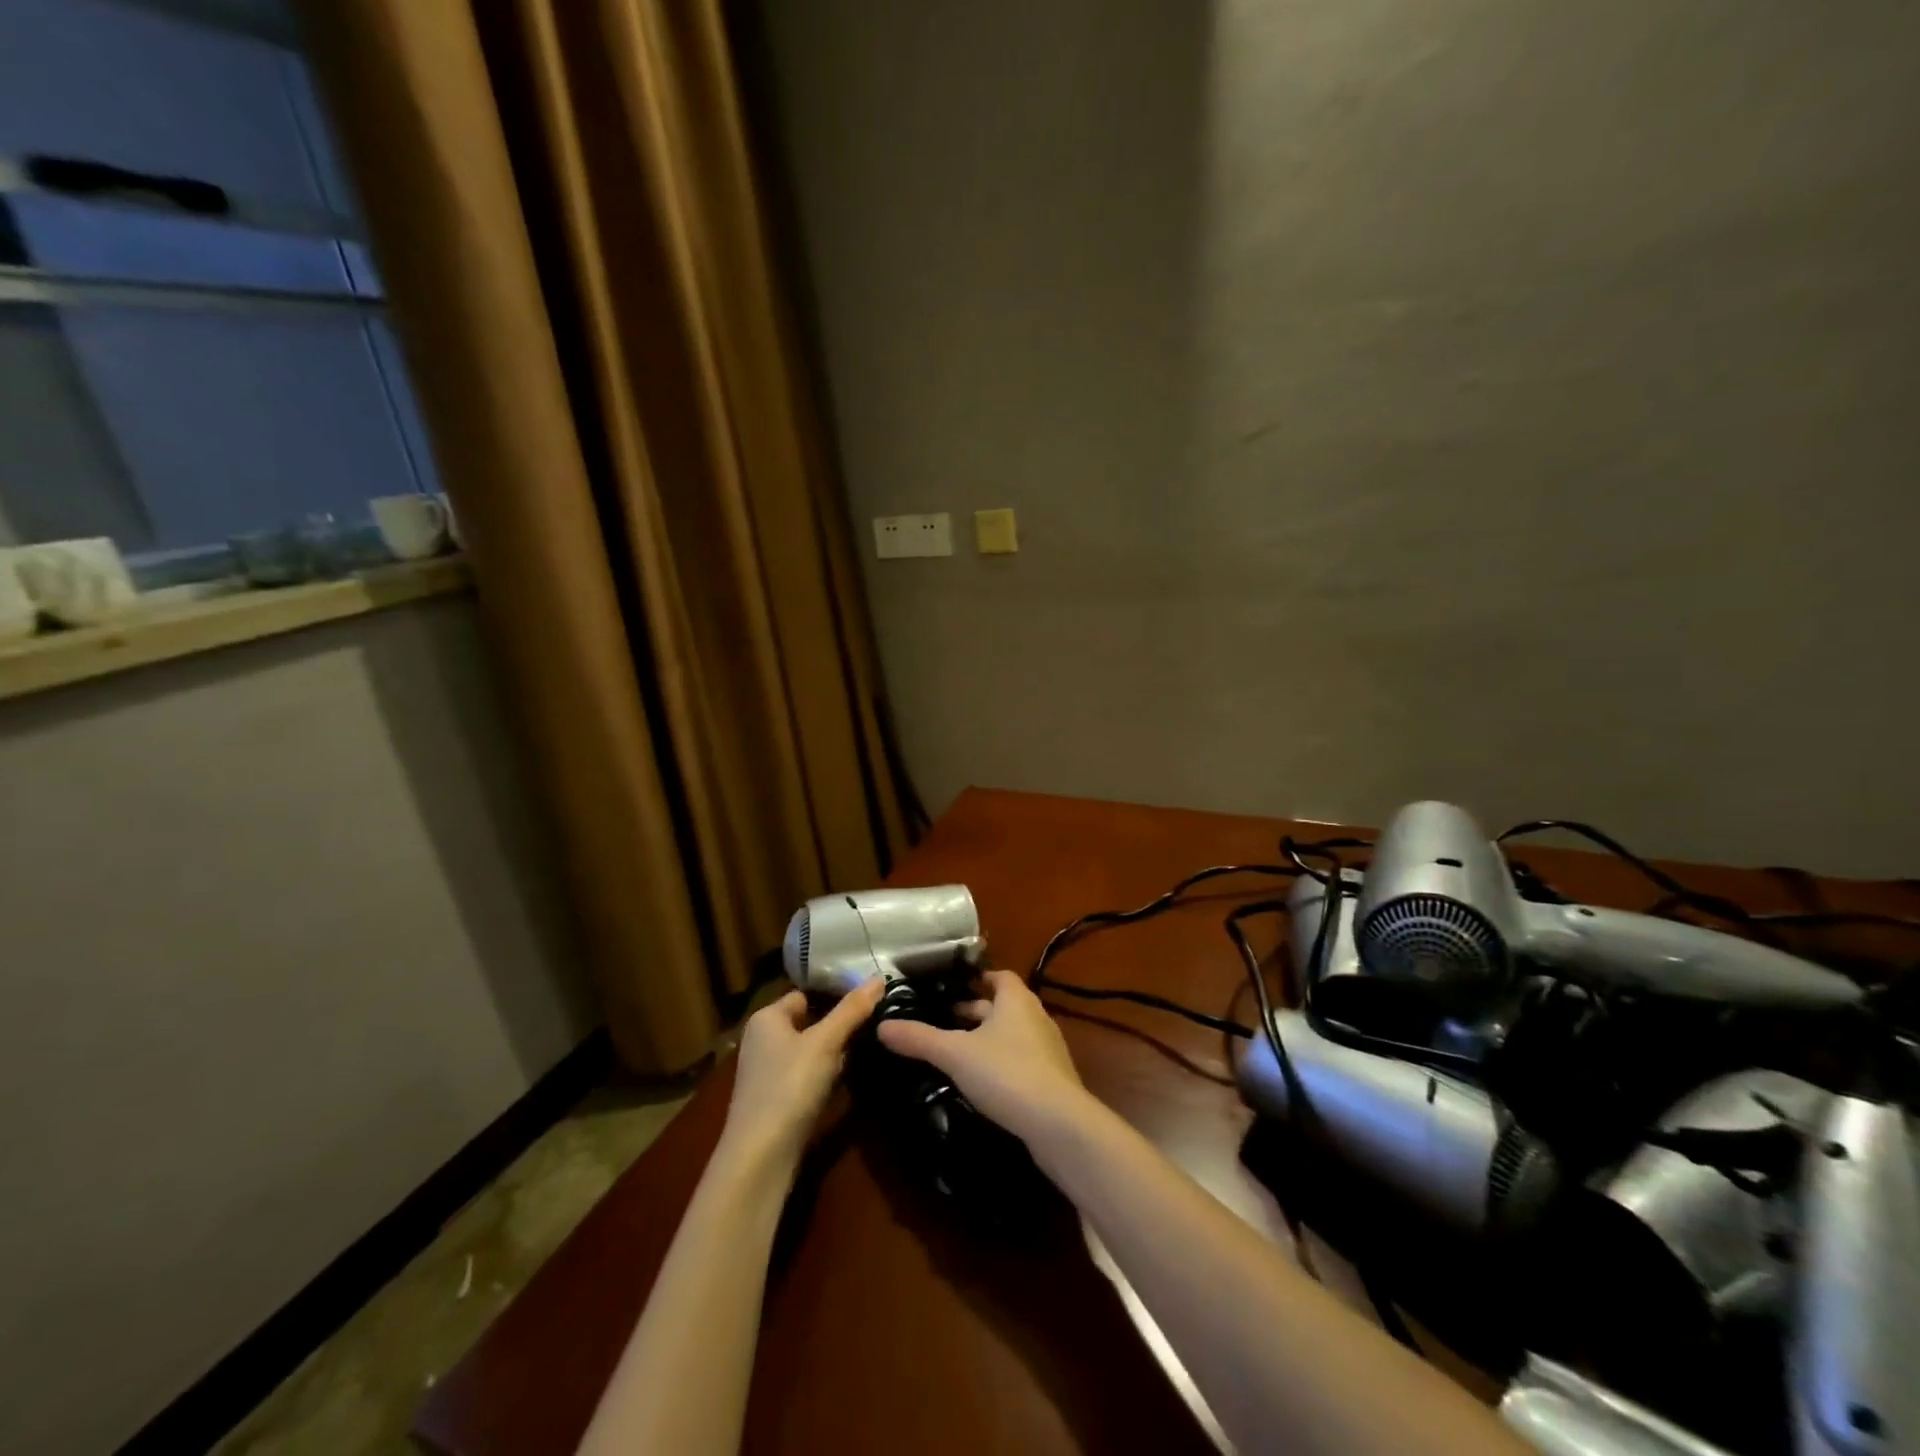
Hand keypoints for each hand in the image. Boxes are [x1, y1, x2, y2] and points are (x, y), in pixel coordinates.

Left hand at [721, 979, 883, 1169]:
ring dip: (833, 1053)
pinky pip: (805, 1077)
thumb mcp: (825, 1043)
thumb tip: (879, 976)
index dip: (834, 994)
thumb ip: (852, 1010)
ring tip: (867, 1049)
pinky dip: (824, 1077)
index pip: (805, 994)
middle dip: (837, 1025)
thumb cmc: (789, 1087)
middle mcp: (762, 1041)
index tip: (868, 998)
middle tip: (874, 1024)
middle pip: (808, 1022)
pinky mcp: (775, 1101)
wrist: (759, 1158)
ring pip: (809, 1051)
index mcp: (766, 1018)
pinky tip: (845, 1082)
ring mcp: (767, 1073)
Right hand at [876, 969, 1092, 1144]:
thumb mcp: (955, 1054)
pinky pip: (1021, 1060)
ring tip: (957, 1052)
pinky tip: (981, 1082)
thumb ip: (919, 1038)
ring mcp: (1048, 1049)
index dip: (976, 979)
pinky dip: (1001, 1063)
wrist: (1058, 1124)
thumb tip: (882, 1025)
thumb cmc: (1006, 1073)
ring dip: (988, 1038)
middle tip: (944, 1020)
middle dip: (975, 1011)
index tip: (951, 988)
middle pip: (1003, 1005)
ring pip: (1012, 1034)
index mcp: (1016, 1000)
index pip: (998, 976)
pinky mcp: (1052, 1079)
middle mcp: (1036, 1016)